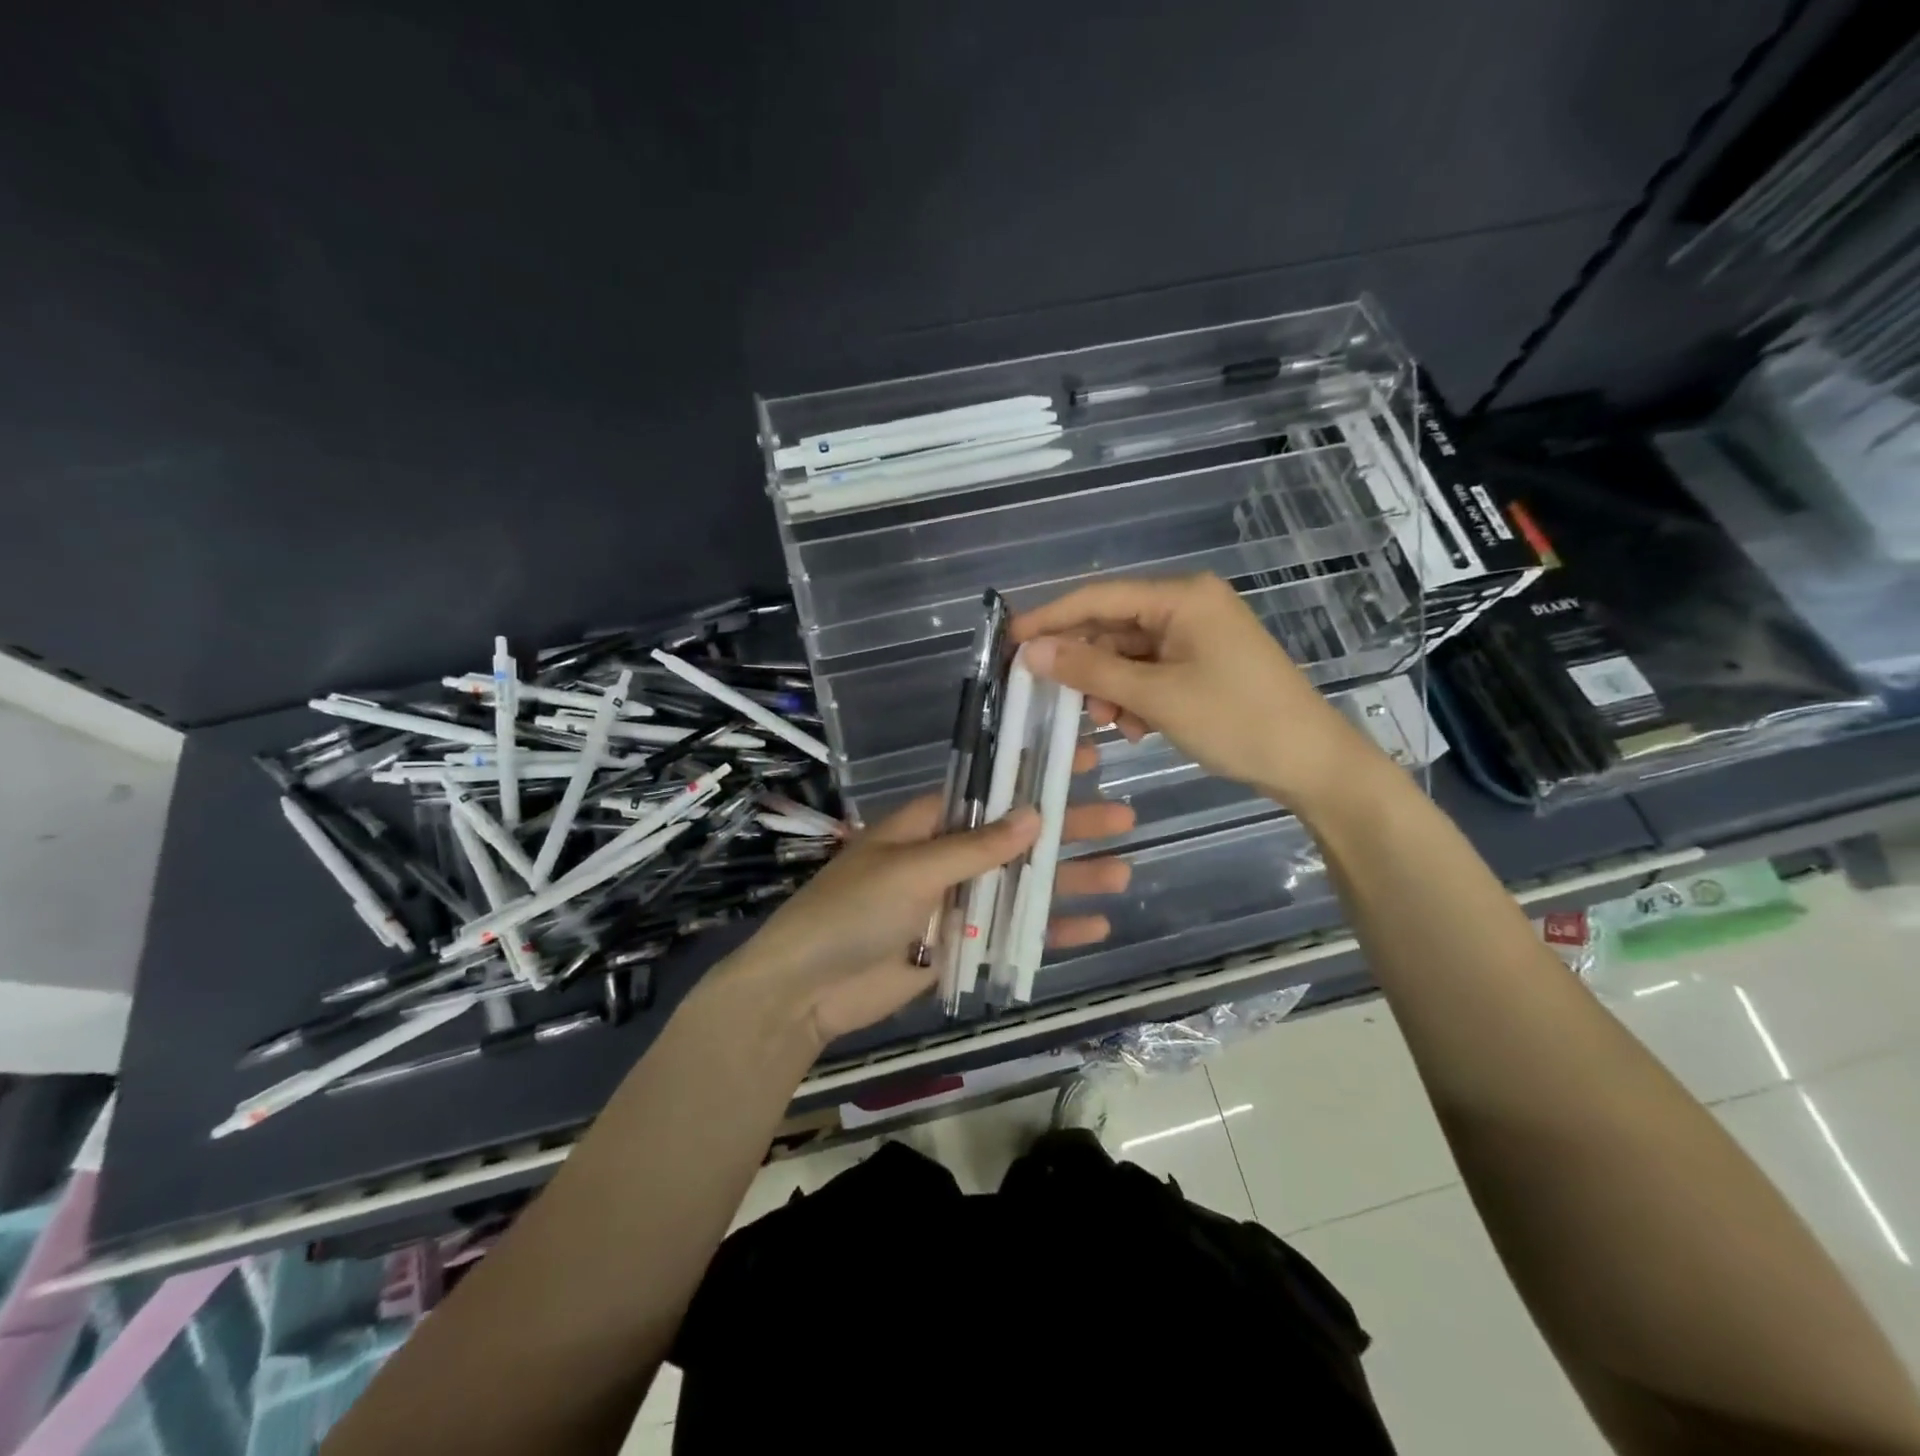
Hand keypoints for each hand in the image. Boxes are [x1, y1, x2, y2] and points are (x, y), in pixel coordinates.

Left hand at [727, 761, 1134, 1043]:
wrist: (806, 990)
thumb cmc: (850, 912)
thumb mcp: (912, 871)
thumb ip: (975, 848)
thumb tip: (1035, 814)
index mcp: (927, 825)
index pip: (991, 791)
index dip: (1035, 775)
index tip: (1080, 760)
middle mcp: (946, 857)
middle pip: (1017, 838)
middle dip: (1067, 828)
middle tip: (1123, 818)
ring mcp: (956, 903)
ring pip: (1022, 886)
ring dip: (1068, 879)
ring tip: (1123, 871)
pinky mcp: (960, 947)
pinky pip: (1011, 933)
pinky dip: (1049, 930)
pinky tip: (1094, 926)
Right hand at [1010, 573, 1383, 814]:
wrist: (1311, 762)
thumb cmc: (1235, 721)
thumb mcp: (1155, 696)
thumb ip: (1089, 670)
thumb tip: (1030, 651)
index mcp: (1181, 597)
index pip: (1098, 598)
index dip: (1050, 618)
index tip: (1009, 640)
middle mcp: (1188, 606)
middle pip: (1112, 626)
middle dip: (1083, 663)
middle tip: (1050, 695)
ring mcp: (1197, 636)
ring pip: (1128, 654)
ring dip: (1108, 687)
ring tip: (1105, 723)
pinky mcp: (1202, 664)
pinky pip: (1150, 672)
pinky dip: (1134, 697)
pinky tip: (1133, 727)